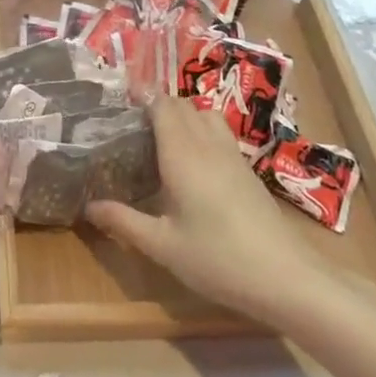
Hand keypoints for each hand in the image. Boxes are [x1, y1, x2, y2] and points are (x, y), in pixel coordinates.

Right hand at [86, 98, 332, 320]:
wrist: (286, 277)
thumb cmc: (218, 258)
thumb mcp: (162, 245)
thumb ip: (124, 221)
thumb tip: (88, 206)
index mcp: (182, 153)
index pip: (162, 105)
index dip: (142, 99)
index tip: (119, 107)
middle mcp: (207, 144)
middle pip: (183, 104)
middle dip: (158, 106)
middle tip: (133, 127)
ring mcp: (232, 155)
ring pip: (205, 114)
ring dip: (184, 116)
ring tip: (163, 141)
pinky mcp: (248, 170)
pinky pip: (219, 133)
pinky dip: (202, 132)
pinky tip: (193, 164)